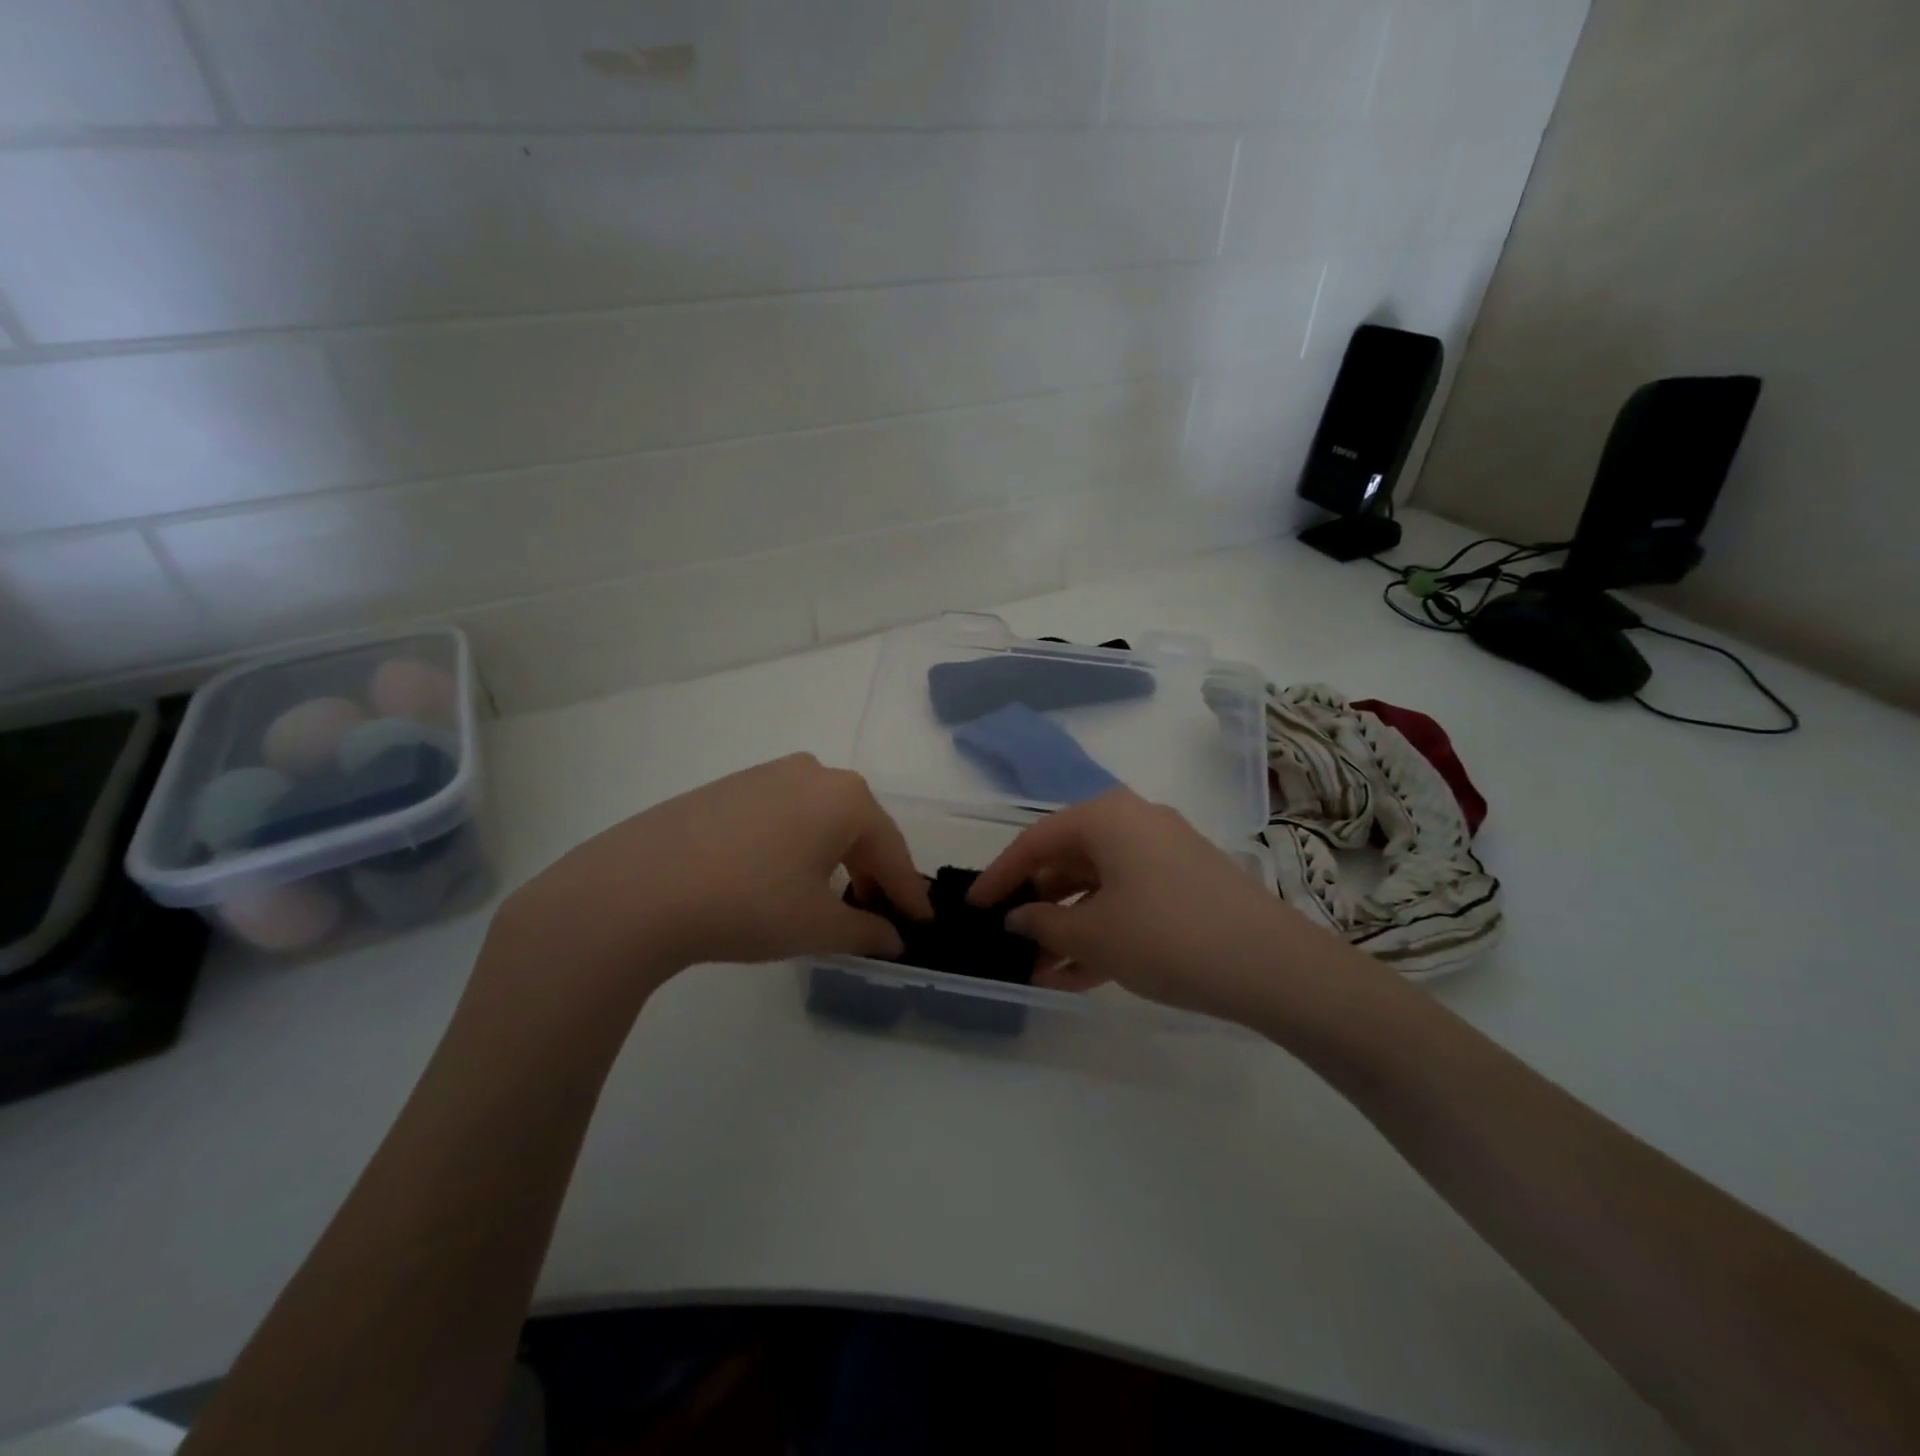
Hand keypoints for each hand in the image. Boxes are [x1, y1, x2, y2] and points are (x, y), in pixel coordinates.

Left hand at [482, 755, 931, 1011]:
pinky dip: (798, 845)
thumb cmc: (749, 903)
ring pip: (821, 819)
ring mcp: (768, 774)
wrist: (638, 887)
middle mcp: (814, 773)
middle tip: (876, 914)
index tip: (923, 923)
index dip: (909, 894)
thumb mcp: (817, 926)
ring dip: (835, 858)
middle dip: (872, 873)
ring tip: (831, 897)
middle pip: (859, 829)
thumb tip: (894, 940)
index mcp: (846, 799)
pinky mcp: (731, 786)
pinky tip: (782, 875)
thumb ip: (866, 933)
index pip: (893, 852)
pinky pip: (784, 815)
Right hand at [968, 787, 1356, 1024]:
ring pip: (1098, 886)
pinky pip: (1128, 900)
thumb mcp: (1094, 935)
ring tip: (1038, 971)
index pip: (1035, 841)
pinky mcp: (1186, 884)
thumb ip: (1043, 925)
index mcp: (1106, 817)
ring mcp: (1163, 853)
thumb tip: (1017, 919)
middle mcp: (1134, 823)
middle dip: (1037, 907)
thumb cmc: (1166, 936)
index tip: (973, 906)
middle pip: (1068, 860)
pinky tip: (1077, 974)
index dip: (999, 875)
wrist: (1272, 966)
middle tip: (1009, 942)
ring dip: (1067, 927)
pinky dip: (1102, 930)